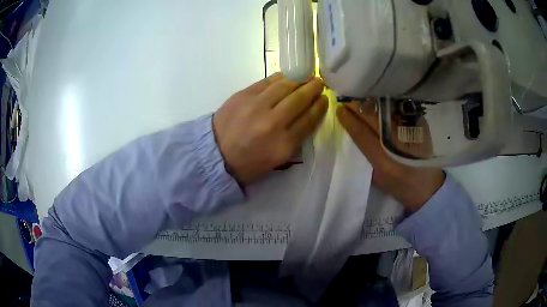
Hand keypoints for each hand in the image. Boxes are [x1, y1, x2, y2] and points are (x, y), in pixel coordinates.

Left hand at [214, 73, 327, 184]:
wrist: (216, 154)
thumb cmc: (248, 162)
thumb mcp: (277, 160)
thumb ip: (295, 140)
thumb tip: (307, 116)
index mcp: (283, 144)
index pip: (309, 119)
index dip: (320, 107)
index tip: (325, 99)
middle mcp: (273, 122)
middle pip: (300, 99)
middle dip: (313, 88)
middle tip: (319, 82)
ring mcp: (257, 106)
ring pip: (285, 86)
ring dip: (299, 80)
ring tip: (306, 77)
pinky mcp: (243, 95)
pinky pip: (267, 81)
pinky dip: (280, 77)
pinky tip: (287, 77)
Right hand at [336, 101, 444, 211]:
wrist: (427, 186)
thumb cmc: (398, 186)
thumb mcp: (377, 178)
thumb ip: (365, 157)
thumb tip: (354, 133)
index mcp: (384, 162)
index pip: (361, 134)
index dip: (349, 120)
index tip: (339, 109)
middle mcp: (397, 144)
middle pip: (373, 117)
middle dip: (358, 106)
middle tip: (348, 99)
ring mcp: (411, 132)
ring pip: (386, 110)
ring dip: (371, 102)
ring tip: (362, 98)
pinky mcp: (421, 125)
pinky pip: (400, 109)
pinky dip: (387, 104)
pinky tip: (381, 100)